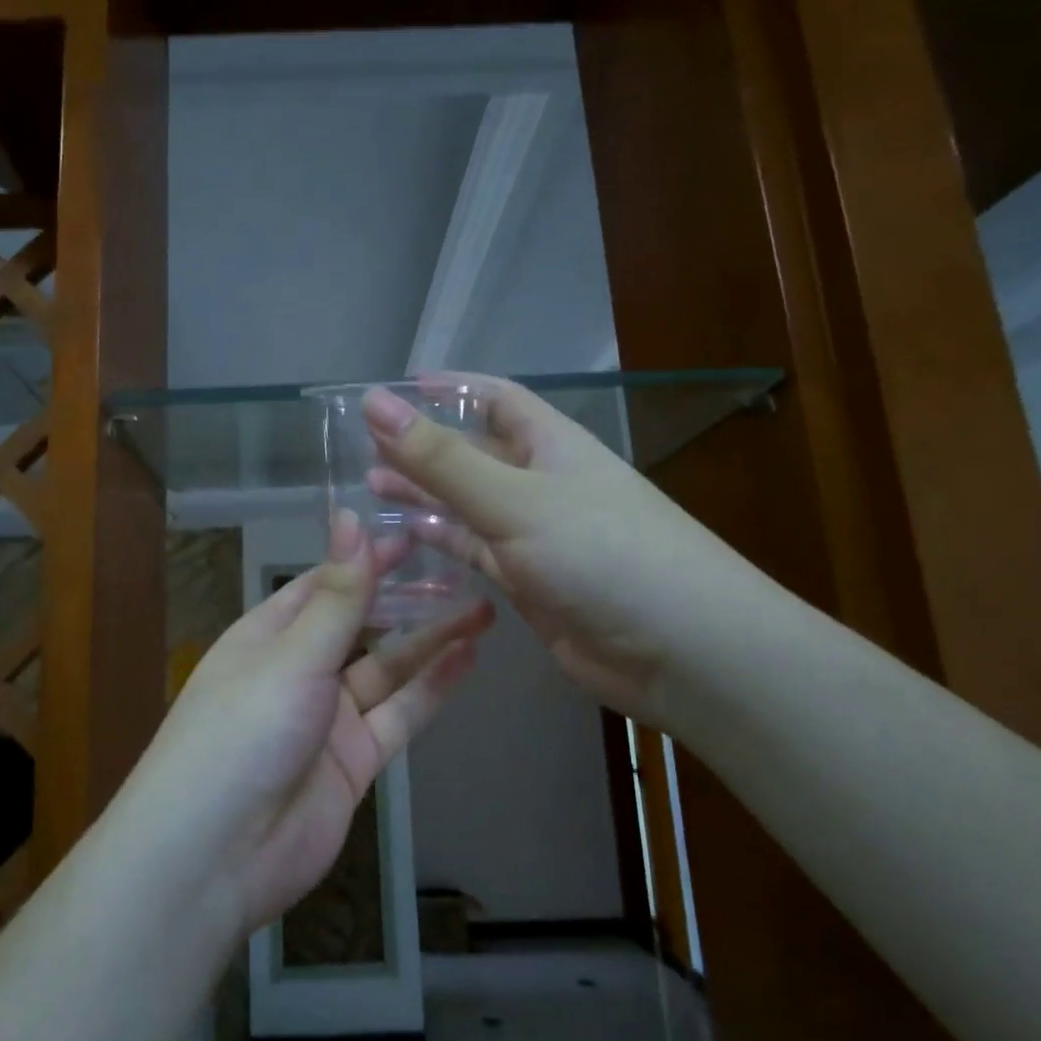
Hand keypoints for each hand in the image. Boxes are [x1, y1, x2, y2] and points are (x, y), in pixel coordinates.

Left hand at [131, 509, 492, 934]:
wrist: (217, 856)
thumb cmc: (243, 732)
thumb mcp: (292, 656)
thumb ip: (335, 595)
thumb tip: (348, 517)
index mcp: (267, 637)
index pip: (323, 585)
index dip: (365, 560)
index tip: (413, 535)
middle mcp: (297, 671)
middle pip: (359, 625)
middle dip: (404, 599)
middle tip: (460, 568)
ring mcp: (327, 720)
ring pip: (387, 670)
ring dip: (429, 642)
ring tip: (482, 609)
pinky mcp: (353, 763)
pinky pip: (398, 716)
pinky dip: (431, 689)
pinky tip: (467, 659)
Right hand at [364, 376, 769, 733]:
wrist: (679, 651)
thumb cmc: (602, 553)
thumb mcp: (515, 499)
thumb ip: (442, 459)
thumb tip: (375, 403)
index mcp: (550, 444)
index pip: (494, 397)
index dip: (447, 389)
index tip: (394, 389)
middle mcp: (542, 482)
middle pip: (473, 452)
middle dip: (422, 446)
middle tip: (361, 447)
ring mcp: (535, 535)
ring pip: (468, 504)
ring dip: (425, 495)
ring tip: (370, 489)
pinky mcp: (529, 582)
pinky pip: (475, 551)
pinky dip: (442, 541)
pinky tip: (406, 537)